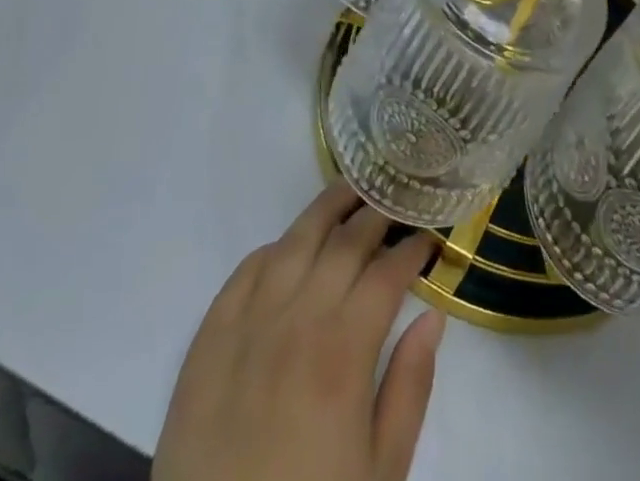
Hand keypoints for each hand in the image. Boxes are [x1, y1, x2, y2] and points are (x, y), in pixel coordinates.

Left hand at [153, 183, 445, 480]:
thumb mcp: (381, 472)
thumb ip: (410, 388)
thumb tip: (432, 316)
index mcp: (343, 352)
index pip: (387, 271)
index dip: (413, 247)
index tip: (430, 234)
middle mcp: (297, 321)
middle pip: (345, 242)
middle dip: (377, 213)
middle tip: (398, 198)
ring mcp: (247, 325)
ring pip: (295, 241)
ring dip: (327, 208)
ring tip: (351, 188)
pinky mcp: (208, 341)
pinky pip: (244, 272)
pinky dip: (273, 248)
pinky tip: (290, 244)